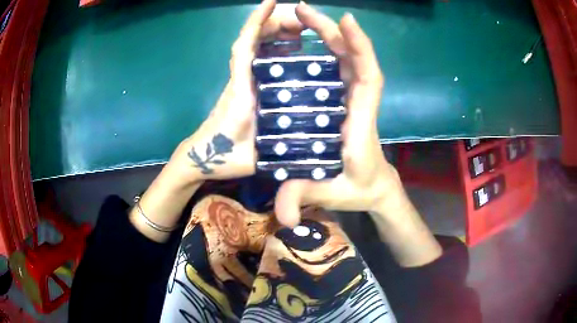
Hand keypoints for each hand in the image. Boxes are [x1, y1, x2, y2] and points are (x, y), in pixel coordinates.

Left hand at [169, 0, 303, 183]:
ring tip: (301, 32)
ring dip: (275, 34)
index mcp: (242, 89)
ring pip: (256, 49)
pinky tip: (291, 51)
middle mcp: (241, 79)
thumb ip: (274, 148)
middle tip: (303, 23)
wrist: (203, 159)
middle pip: (253, 41)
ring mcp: (242, 81)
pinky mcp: (244, 87)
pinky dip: (272, 49)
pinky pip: (257, 61)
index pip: (245, 46)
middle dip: (275, 25)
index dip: (257, 22)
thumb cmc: (223, 158)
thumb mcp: (252, 156)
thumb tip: (306, 143)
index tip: (271, 2)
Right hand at [274, 3, 404, 226]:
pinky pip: (340, 68)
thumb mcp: (331, 195)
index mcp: (361, 122)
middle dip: (333, 31)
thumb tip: (283, 217)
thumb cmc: (359, 189)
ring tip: (304, 17)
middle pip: (353, 59)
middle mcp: (359, 104)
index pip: (367, 78)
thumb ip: (305, 198)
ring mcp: (352, 100)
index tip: (346, 21)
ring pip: (346, 59)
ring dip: (329, 35)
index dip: (360, 49)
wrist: (375, 188)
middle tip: (303, 10)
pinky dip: (330, 50)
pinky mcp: (345, 100)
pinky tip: (311, 40)